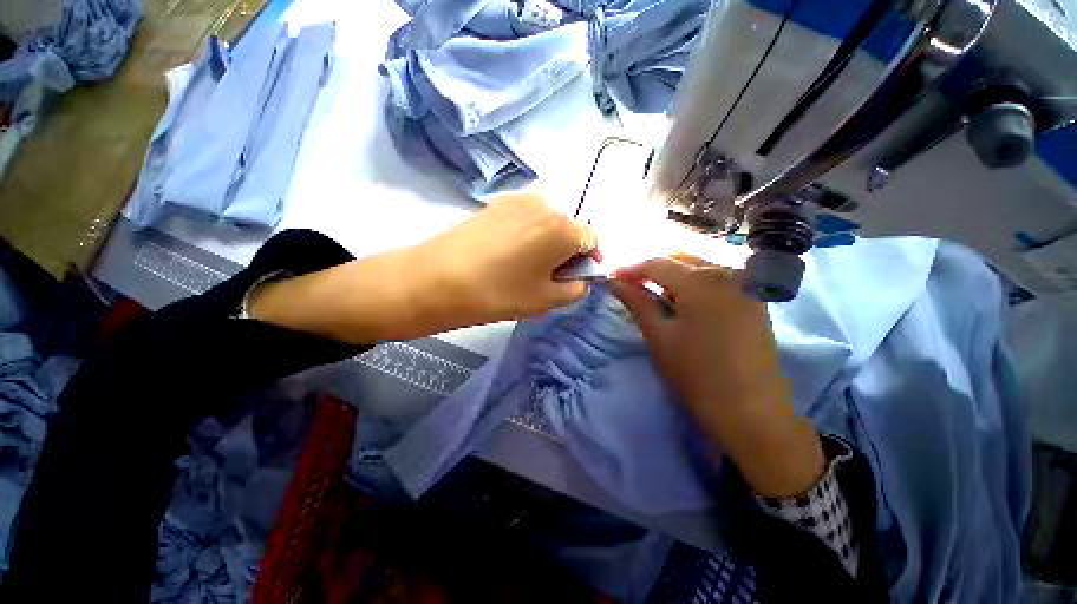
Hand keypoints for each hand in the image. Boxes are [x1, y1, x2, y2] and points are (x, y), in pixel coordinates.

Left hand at [411, 190, 597, 322]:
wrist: (438, 279)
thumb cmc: (500, 293)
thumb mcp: (547, 300)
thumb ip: (576, 288)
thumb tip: (581, 277)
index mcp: (564, 227)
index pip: (592, 240)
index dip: (587, 260)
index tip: (573, 278)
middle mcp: (546, 204)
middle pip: (569, 228)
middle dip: (567, 251)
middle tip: (547, 275)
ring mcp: (518, 199)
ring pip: (547, 222)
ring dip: (547, 241)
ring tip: (524, 264)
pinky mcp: (496, 202)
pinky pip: (526, 217)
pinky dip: (528, 233)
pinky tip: (507, 252)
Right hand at [608, 255, 824, 497]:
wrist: (752, 412)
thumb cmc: (696, 374)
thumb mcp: (659, 336)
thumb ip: (636, 302)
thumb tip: (613, 282)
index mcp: (700, 280)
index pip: (657, 264)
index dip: (631, 270)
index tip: (612, 278)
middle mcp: (727, 272)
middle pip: (680, 260)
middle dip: (652, 270)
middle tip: (631, 286)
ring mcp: (745, 285)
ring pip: (700, 268)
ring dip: (674, 277)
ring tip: (655, 295)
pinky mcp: (754, 300)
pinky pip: (717, 280)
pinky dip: (695, 285)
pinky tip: (685, 303)